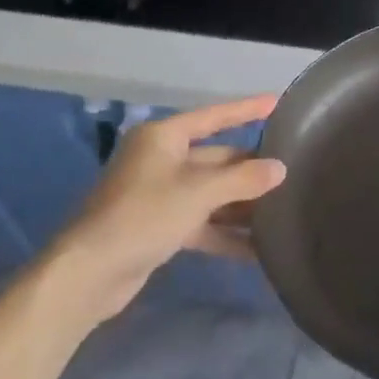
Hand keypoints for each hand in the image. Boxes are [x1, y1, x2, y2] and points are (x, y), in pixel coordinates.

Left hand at [49, 95, 285, 324]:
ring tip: (281, 211)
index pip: (214, 117)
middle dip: (250, 169)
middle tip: (291, 172)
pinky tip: (256, 249)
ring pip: (211, 193)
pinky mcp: (159, 227)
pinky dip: (225, 233)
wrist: (87, 276)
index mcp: (164, 138)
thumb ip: (243, 179)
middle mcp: (161, 160)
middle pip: (216, 158)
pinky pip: (201, 222)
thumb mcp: (198, 193)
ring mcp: (159, 195)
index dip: (246, 109)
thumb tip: (280, 169)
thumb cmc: (142, 217)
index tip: (277, 102)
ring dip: (241, 205)